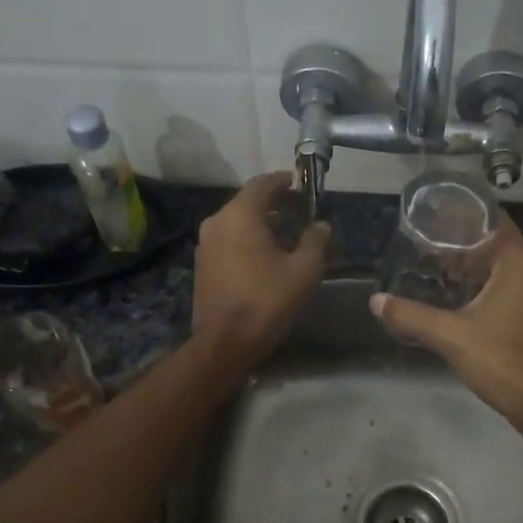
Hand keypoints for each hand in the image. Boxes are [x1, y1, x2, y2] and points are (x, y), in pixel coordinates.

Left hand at [192, 172, 330, 363]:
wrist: (225, 341)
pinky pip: (228, 239)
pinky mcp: (201, 264)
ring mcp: (205, 244)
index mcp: (240, 215)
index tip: (300, 184)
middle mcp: (217, 222)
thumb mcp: (304, 270)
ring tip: (285, 232)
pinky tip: (264, 254)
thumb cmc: (267, 300)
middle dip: (273, 202)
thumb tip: (321, 225)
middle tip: (297, 209)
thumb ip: (315, 241)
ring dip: (259, 222)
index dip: (283, 181)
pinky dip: (246, 238)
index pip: (262, 184)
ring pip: (236, 221)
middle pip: (247, 201)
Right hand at [370, 219, 522, 429]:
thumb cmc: (503, 360)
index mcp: (520, 262)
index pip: (493, 222)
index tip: (433, 219)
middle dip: (463, 245)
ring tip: (438, 271)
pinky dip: (489, 288)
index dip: (462, 218)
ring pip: (506, 269)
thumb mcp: (450, 336)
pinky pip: (513, 289)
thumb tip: (376, 302)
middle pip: (498, 244)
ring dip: (476, 269)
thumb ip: (411, 316)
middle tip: (427, 247)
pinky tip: (463, 301)